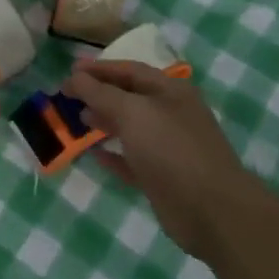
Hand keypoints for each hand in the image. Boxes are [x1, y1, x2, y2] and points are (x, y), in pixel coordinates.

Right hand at [63, 60, 258, 260]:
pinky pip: (131, 159)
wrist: (211, 210)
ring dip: (103, 121)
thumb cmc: (171, 149)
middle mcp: (171, 114)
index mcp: (170, 91)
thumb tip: (75, 77)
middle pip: (129, 97)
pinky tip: (93, 153)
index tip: (70, 70)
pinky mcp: (161, 176)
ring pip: (129, 127)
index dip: (99, 68)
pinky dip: (112, 154)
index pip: (129, 70)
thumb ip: (101, 93)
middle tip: (67, 95)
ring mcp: (167, 146)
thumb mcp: (133, 113)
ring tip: (78, 119)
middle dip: (99, 93)